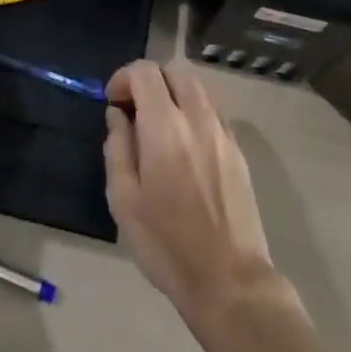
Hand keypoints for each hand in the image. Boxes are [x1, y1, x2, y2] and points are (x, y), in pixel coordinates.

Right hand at [104, 59, 285, 322]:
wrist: (229, 280)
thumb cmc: (167, 244)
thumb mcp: (124, 200)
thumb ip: (117, 148)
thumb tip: (118, 115)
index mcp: (165, 126)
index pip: (145, 72)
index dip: (123, 77)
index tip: (112, 101)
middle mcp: (197, 118)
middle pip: (174, 71)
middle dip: (150, 80)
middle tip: (133, 108)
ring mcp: (222, 132)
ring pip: (197, 88)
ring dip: (173, 93)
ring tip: (157, 125)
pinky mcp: (238, 150)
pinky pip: (212, 111)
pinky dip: (193, 111)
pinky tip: (183, 144)